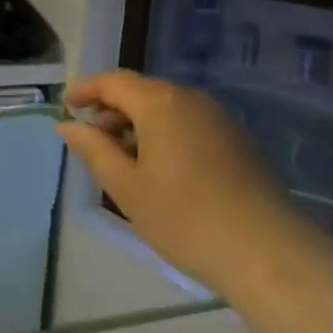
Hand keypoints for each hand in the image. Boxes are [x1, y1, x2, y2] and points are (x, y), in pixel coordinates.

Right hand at [56, 70, 290, 290]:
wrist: (267, 252)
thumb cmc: (184, 217)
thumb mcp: (126, 187)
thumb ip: (93, 150)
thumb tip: (68, 125)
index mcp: (161, 103)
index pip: (113, 81)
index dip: (85, 90)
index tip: (65, 106)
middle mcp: (191, 99)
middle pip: (141, 91)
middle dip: (111, 110)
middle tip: (90, 141)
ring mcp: (219, 118)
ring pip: (166, 109)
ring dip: (137, 125)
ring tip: (122, 161)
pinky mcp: (237, 140)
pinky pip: (188, 124)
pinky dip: (164, 135)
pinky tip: (159, 171)